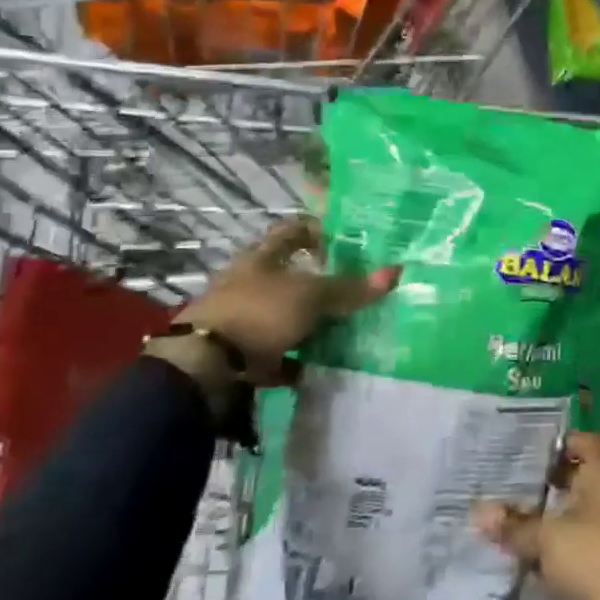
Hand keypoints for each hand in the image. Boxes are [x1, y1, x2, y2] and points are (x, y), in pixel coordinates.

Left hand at [151, 219, 397, 416]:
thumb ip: (352, 288)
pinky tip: (317, 366)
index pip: (293, 231)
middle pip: (289, 274)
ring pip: (284, 313)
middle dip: (320, 281)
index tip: (347, 241)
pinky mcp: (238, 353)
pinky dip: (295, 359)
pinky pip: (275, 353)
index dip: (319, 231)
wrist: (203, 369)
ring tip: (343, 328)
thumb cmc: (258, 314)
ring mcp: (242, 319)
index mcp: (261, 257)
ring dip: (309, 321)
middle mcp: (249, 283)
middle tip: (354, 288)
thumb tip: (397, 271)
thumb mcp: (311, 297)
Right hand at [473, 432, 599, 599]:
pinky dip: (548, 554)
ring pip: (570, 518)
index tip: (525, 449)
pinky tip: (517, 557)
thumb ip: (514, 525)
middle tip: (502, 483)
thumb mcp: (547, 538)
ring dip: (542, 521)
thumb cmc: (594, 557)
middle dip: (543, 483)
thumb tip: (477, 511)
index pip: (586, 443)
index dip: (559, 443)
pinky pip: (569, 552)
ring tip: (501, 518)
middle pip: (576, 480)